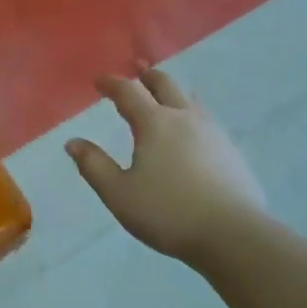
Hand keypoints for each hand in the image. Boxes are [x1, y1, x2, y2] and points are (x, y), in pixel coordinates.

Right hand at [67, 70, 266, 262]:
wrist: (233, 234)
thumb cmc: (168, 212)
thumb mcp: (119, 193)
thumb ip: (94, 165)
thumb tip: (73, 142)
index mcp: (155, 123)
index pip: (128, 92)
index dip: (112, 83)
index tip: (99, 80)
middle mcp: (185, 118)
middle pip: (165, 84)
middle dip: (147, 77)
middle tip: (137, 73)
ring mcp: (214, 132)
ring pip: (190, 100)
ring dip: (172, 93)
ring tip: (165, 98)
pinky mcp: (232, 151)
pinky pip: (206, 121)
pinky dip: (191, 115)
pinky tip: (192, 133)